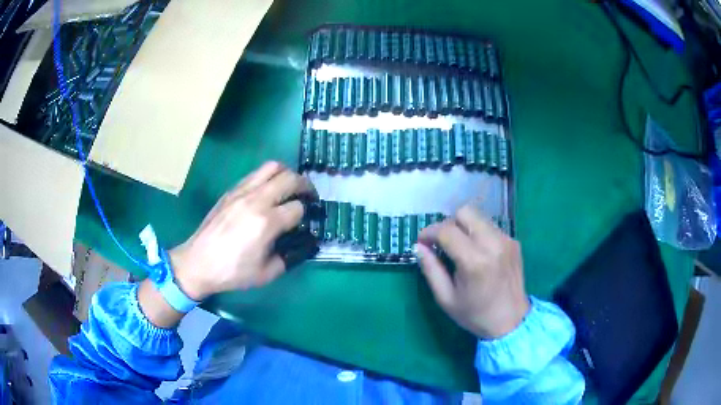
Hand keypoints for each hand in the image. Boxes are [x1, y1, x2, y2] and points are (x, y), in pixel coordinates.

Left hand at [169, 162, 315, 300]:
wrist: (198, 262)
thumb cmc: (232, 272)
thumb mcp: (266, 274)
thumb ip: (289, 258)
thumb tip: (301, 245)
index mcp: (266, 223)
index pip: (297, 207)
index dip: (306, 214)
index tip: (306, 221)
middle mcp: (256, 200)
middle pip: (290, 178)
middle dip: (306, 185)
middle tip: (309, 196)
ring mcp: (242, 192)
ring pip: (272, 167)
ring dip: (287, 174)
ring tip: (290, 187)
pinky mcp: (231, 191)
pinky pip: (255, 174)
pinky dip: (268, 177)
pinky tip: (267, 191)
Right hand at [416, 204, 529, 338]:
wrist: (512, 322)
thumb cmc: (475, 315)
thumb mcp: (445, 298)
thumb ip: (431, 269)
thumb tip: (419, 247)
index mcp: (474, 261)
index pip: (446, 230)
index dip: (429, 232)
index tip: (422, 242)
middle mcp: (493, 244)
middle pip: (465, 212)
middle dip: (448, 223)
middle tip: (443, 243)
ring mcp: (506, 240)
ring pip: (479, 217)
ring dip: (464, 227)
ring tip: (460, 247)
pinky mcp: (514, 242)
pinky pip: (491, 227)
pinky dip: (479, 234)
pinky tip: (478, 253)